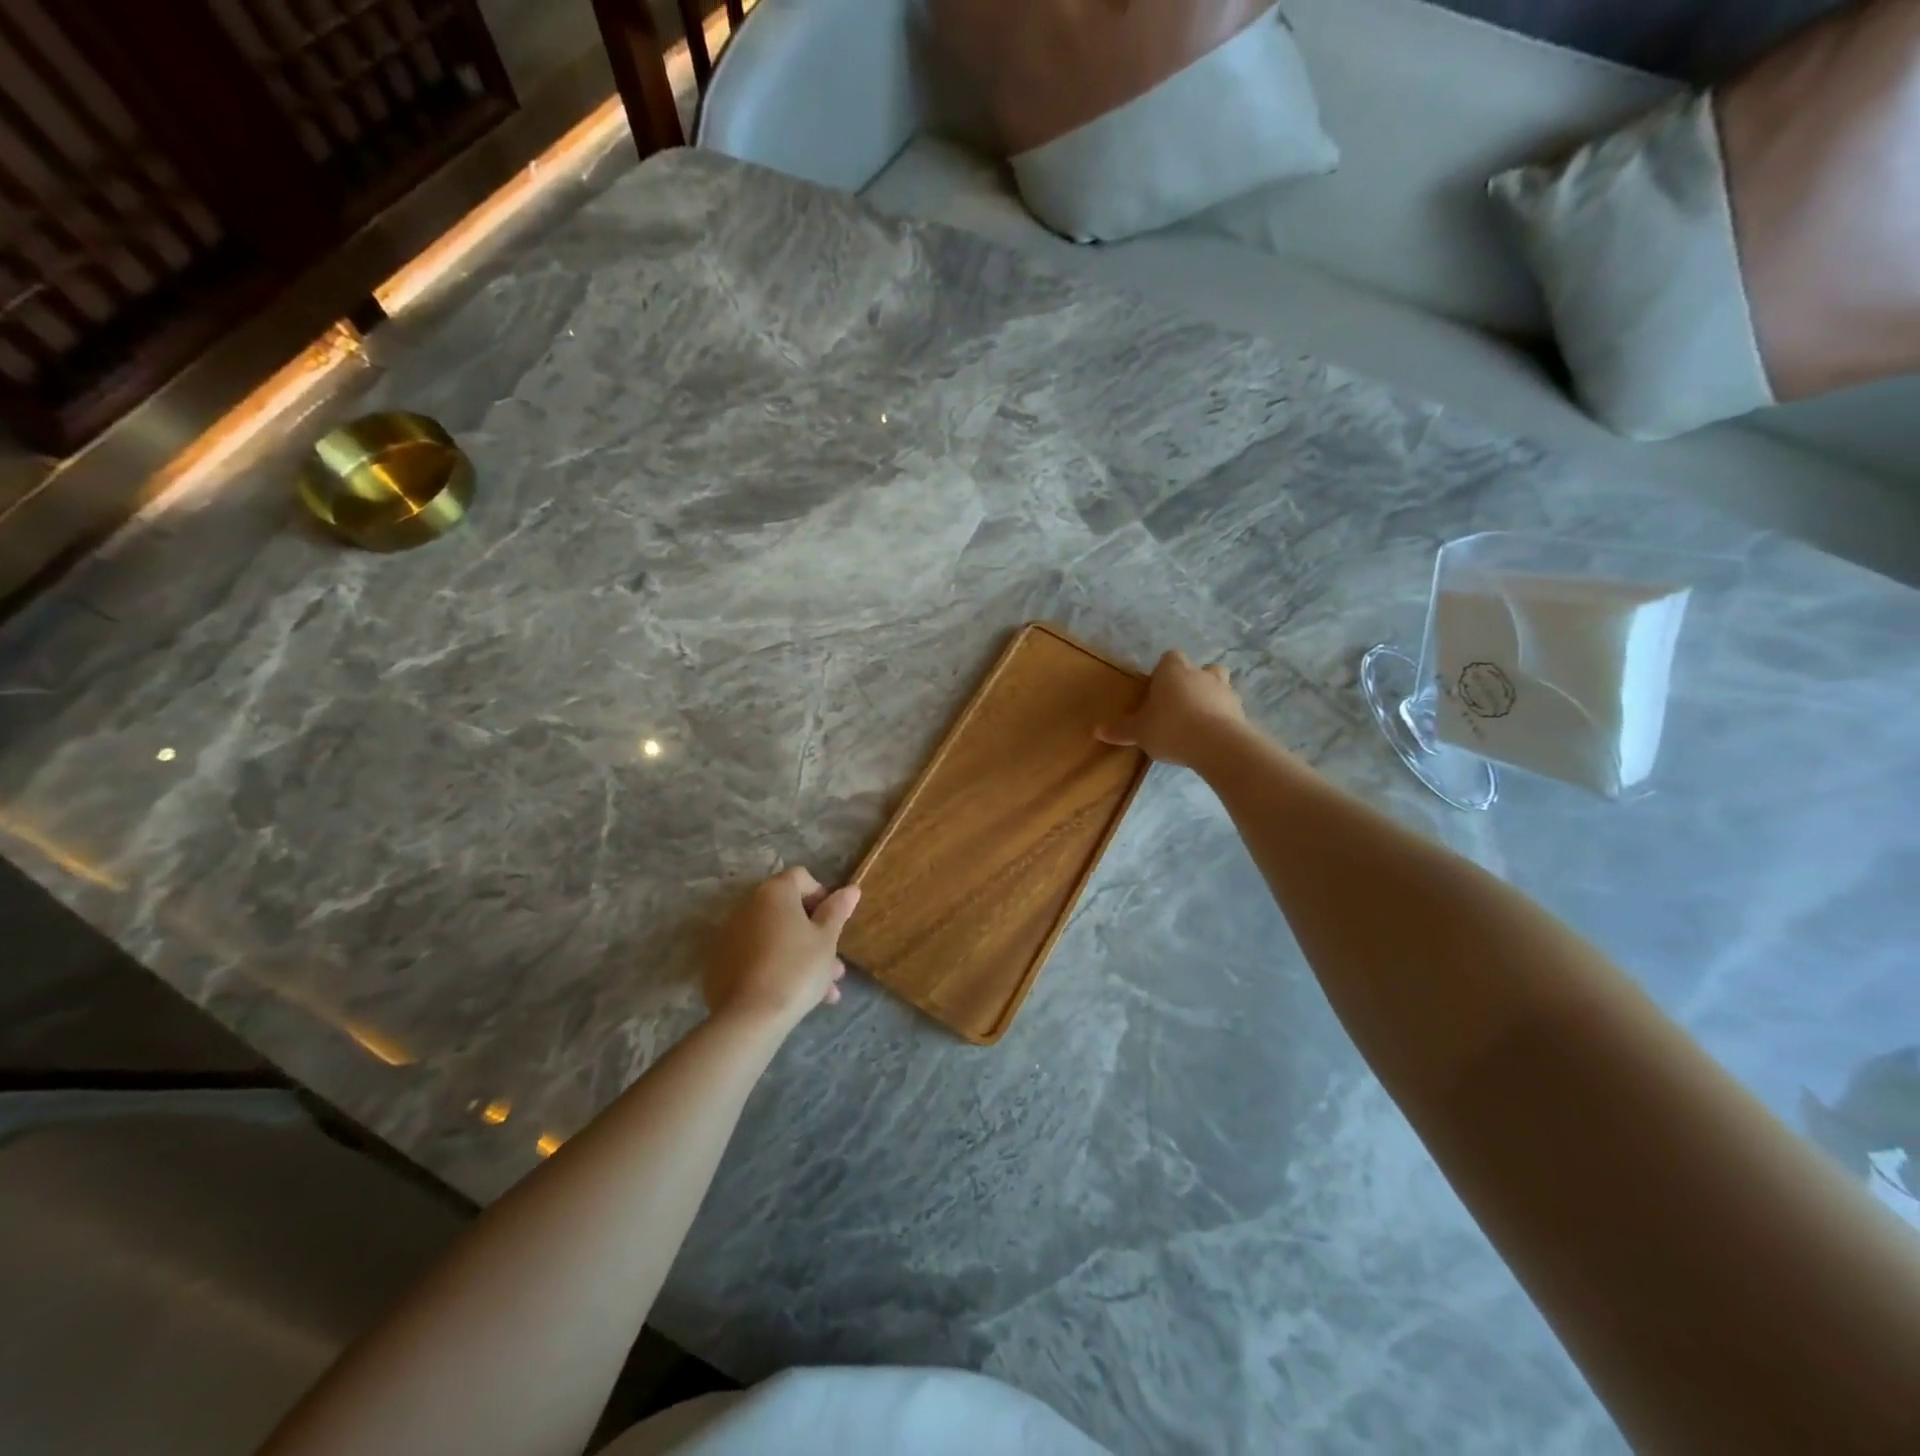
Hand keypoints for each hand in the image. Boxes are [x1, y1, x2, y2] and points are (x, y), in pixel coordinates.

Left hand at [703, 867, 859, 1032]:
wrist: (748, 1017)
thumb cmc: (797, 969)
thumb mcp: (826, 940)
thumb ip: (837, 911)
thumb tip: (851, 888)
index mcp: (774, 892)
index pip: (801, 877)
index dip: (822, 896)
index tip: (834, 924)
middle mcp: (747, 905)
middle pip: (787, 911)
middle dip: (814, 935)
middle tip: (834, 966)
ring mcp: (729, 934)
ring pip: (774, 938)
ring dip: (799, 956)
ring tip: (823, 991)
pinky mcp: (719, 962)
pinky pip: (755, 956)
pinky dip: (773, 967)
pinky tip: (793, 995)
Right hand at [1097, 650, 1247, 767]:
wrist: (1216, 744)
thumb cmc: (1170, 728)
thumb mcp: (1139, 731)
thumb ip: (1121, 729)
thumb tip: (1097, 730)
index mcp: (1174, 671)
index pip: (1170, 658)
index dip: (1164, 671)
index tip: (1158, 689)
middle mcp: (1201, 674)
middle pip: (1202, 668)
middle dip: (1194, 681)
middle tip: (1181, 702)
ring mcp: (1225, 692)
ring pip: (1220, 687)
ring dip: (1212, 698)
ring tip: (1199, 720)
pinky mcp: (1241, 712)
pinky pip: (1230, 711)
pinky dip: (1223, 719)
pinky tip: (1213, 736)